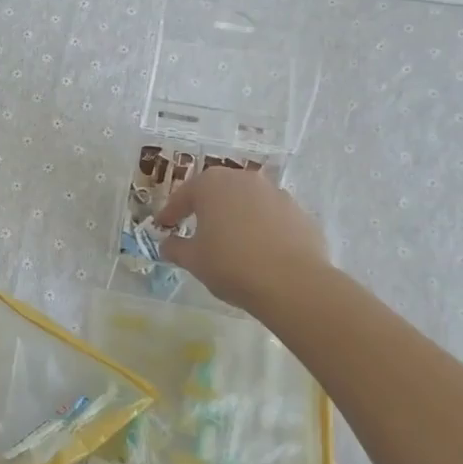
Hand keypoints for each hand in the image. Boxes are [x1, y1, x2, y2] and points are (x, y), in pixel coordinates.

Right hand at [157, 167, 330, 311]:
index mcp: (212, 184)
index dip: (171, 212)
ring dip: (236, 216)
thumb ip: (176, 248)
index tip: (163, 226)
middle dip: (206, 207)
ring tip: (231, 240)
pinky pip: (272, 217)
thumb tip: (168, 244)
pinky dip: (262, 228)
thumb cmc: (231, 265)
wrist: (292, 283)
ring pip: (247, 202)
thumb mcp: (193, 260)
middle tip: (196, 227)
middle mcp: (244, 180)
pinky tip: (260, 251)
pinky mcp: (299, 213)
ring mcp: (276, 194)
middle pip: (218, 191)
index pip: (184, 195)